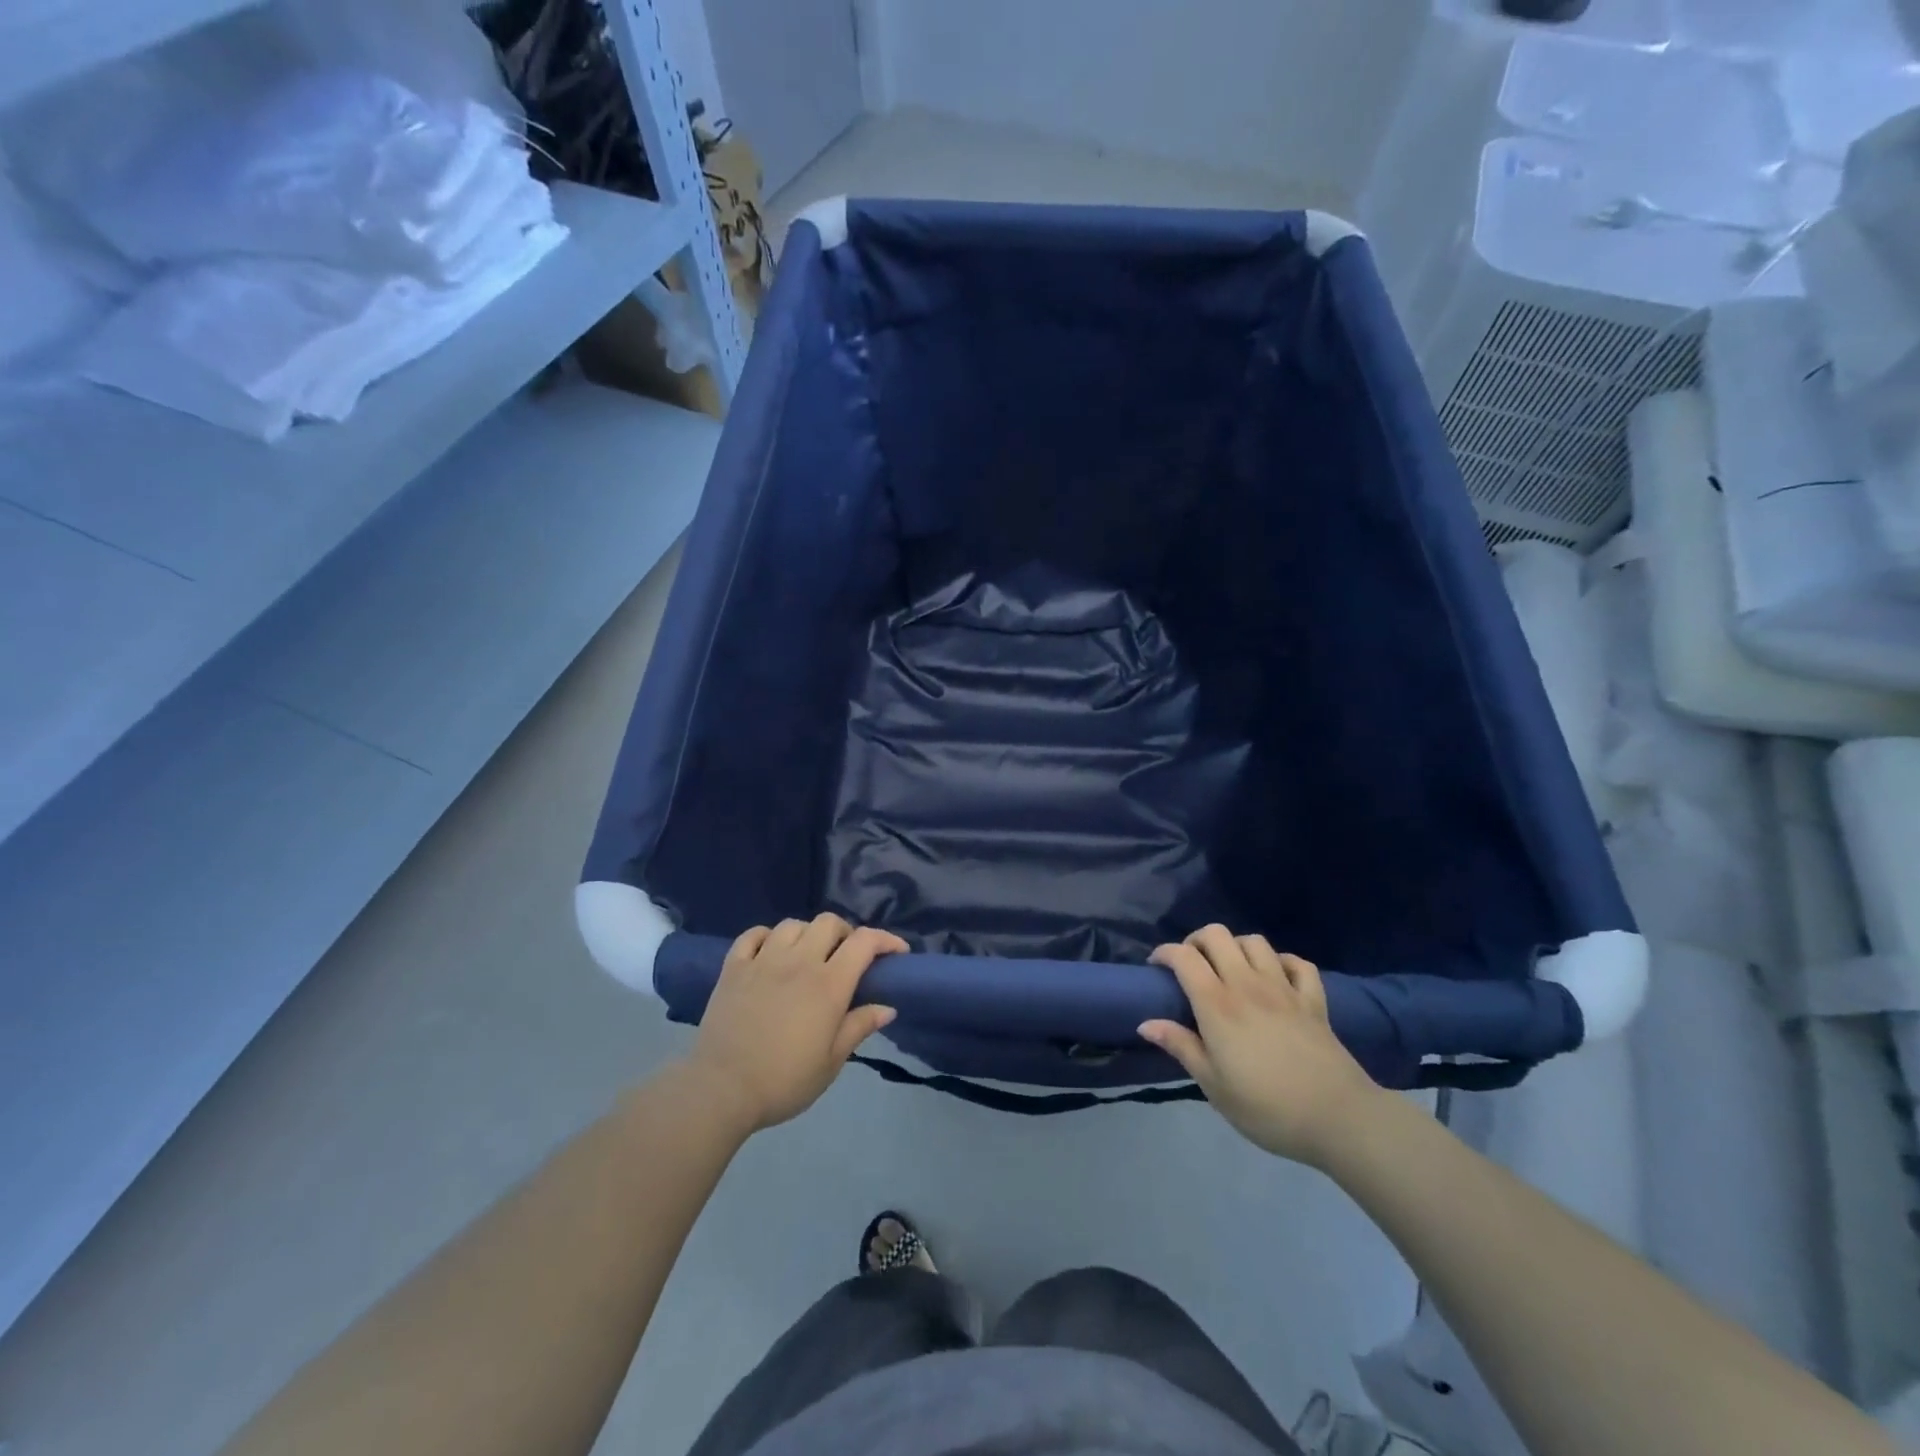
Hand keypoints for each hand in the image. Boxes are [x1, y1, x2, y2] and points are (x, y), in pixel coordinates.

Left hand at [687, 914, 905, 1134]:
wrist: (722, 1090)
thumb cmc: (784, 1080)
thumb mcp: (831, 1062)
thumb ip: (859, 1027)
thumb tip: (888, 1007)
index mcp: (829, 984)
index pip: (864, 942)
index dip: (885, 940)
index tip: (896, 952)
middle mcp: (799, 962)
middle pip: (829, 922)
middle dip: (845, 933)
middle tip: (846, 957)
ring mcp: (763, 961)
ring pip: (792, 925)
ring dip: (807, 934)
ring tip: (808, 955)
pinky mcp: (734, 967)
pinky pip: (753, 935)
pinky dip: (767, 936)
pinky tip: (770, 952)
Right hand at [1139, 925, 1382, 1168]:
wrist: (1338, 1119)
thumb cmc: (1267, 1107)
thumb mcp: (1214, 1086)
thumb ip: (1181, 1047)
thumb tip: (1146, 1023)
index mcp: (1217, 1004)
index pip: (1184, 957)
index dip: (1164, 953)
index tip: (1156, 968)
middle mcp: (1248, 984)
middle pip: (1217, 935)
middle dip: (1196, 941)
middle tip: (1191, 966)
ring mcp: (1284, 988)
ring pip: (1255, 941)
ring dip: (1236, 947)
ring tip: (1230, 970)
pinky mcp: (1314, 1000)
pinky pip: (1297, 963)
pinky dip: (1281, 962)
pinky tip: (1275, 977)